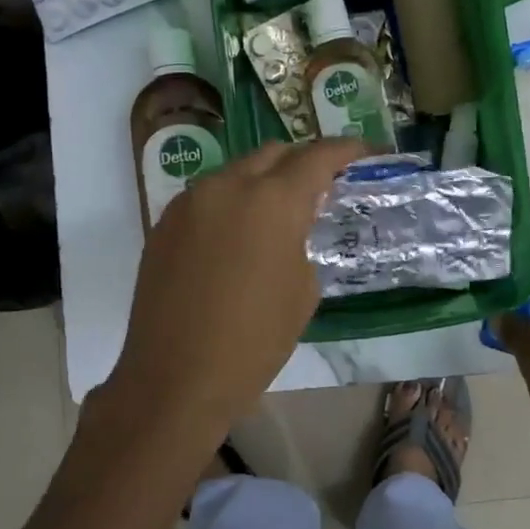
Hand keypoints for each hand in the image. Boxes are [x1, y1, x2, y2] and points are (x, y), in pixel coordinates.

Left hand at [106, 138, 364, 447]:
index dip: (347, 150)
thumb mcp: (302, 290)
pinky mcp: (164, 224)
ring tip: (280, 212)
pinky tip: (239, 235)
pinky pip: (207, 197)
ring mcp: (189, 202)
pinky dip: (232, 203)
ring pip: (236, 172)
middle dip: (302, 162)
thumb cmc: (254, 340)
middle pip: (273, 153)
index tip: (366, 152)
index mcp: (271, 201)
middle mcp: (227, 186)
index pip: (317, 156)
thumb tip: (294, 222)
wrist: (176, 378)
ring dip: (263, 181)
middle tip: (323, 185)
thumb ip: (303, 239)